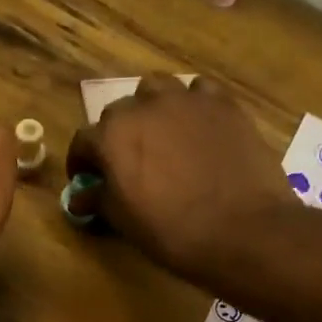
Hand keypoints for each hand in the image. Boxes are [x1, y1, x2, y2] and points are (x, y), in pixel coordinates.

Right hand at [66, 74, 290, 279]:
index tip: (86, 178)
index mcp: (112, 136)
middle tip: (125, 161)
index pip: (83, 140)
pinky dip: (191, 106)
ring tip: (160, 134)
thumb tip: (79, 197)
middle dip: (116, 134)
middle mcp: (144, 106)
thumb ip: (98, 200)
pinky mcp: (224, 104)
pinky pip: (199, 92)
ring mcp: (187, 100)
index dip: (81, 161)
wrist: (242, 229)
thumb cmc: (171, 231)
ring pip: (157, 90)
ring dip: (151, 109)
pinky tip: (197, 128)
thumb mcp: (124, 221)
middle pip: (119, 111)